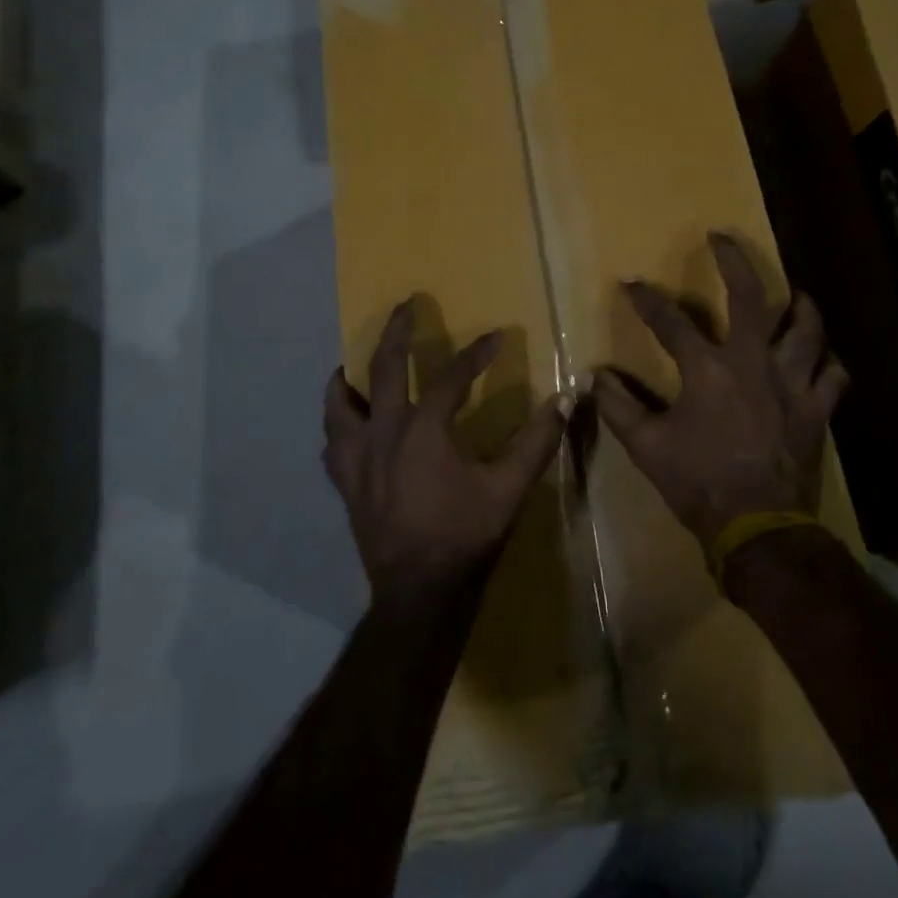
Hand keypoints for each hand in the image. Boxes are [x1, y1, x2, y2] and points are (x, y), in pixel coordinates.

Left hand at [324, 300, 568, 609]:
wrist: (420, 592)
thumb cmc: (465, 535)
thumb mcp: (509, 488)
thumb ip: (537, 441)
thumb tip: (564, 400)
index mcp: (424, 429)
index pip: (451, 377)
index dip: (476, 354)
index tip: (495, 336)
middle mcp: (383, 432)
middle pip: (383, 368)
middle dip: (396, 332)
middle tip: (404, 306)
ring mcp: (358, 458)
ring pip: (339, 406)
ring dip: (346, 380)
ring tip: (348, 366)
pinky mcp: (346, 483)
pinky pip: (333, 445)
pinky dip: (338, 427)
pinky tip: (346, 427)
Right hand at [594, 233, 848, 549]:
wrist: (756, 527)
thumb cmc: (697, 482)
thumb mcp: (646, 446)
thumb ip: (618, 407)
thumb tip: (594, 377)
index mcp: (709, 370)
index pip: (670, 322)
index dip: (646, 300)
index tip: (630, 283)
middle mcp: (754, 364)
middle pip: (751, 298)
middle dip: (735, 261)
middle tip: (723, 237)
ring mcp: (792, 385)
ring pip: (807, 330)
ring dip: (801, 306)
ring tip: (796, 292)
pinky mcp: (816, 411)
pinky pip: (833, 377)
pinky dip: (828, 364)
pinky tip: (823, 359)